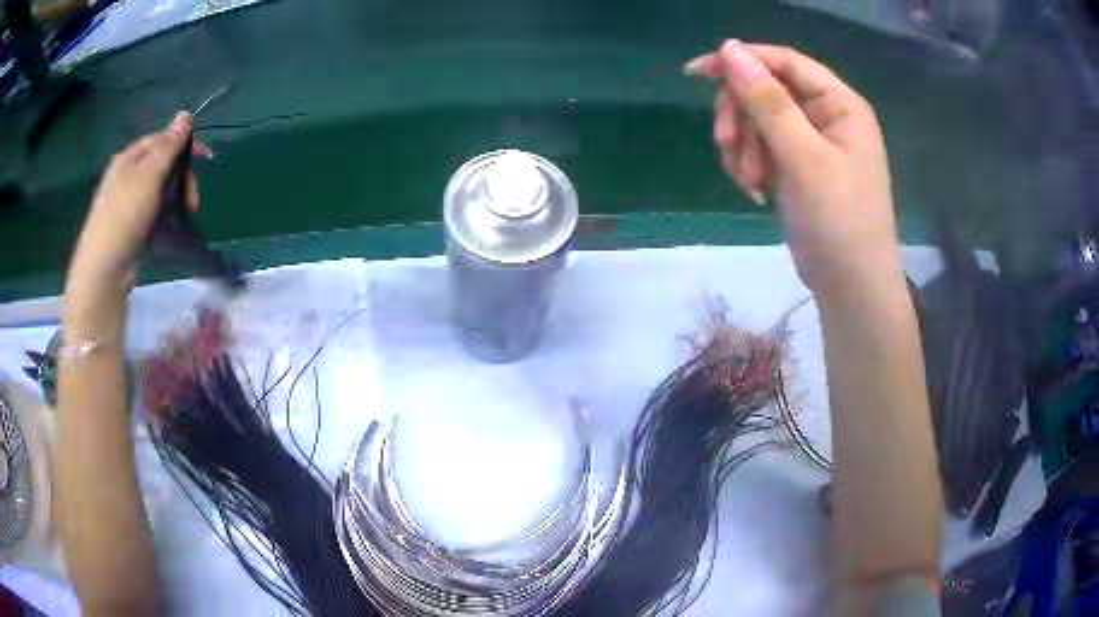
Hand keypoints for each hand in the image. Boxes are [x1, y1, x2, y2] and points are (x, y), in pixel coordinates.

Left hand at [67, 112, 208, 300]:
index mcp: (128, 158)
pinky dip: (163, 213)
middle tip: (192, 201)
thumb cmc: (123, 219)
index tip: (207, 158)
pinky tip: (166, 226)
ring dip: (174, 197)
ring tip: (182, 216)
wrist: (103, 271)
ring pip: (157, 188)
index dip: (184, 144)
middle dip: (181, 176)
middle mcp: (125, 175)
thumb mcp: (148, 178)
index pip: (162, 139)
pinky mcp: (128, 225)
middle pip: (161, 164)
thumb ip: (167, 147)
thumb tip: (185, 114)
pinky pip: (151, 209)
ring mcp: (126, 201)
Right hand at [686, 41, 903, 299]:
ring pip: (757, 121)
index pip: (784, 62)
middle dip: (741, 117)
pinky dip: (750, 164)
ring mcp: (811, 143)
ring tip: (750, 181)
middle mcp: (826, 116)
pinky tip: (754, 189)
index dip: (742, 61)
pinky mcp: (797, 167)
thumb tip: (729, 49)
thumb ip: (767, 102)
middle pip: (765, 90)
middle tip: (727, 146)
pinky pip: (760, 148)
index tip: (696, 73)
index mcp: (839, 104)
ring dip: (742, 146)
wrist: (851, 288)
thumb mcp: (804, 158)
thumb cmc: (839, 222)